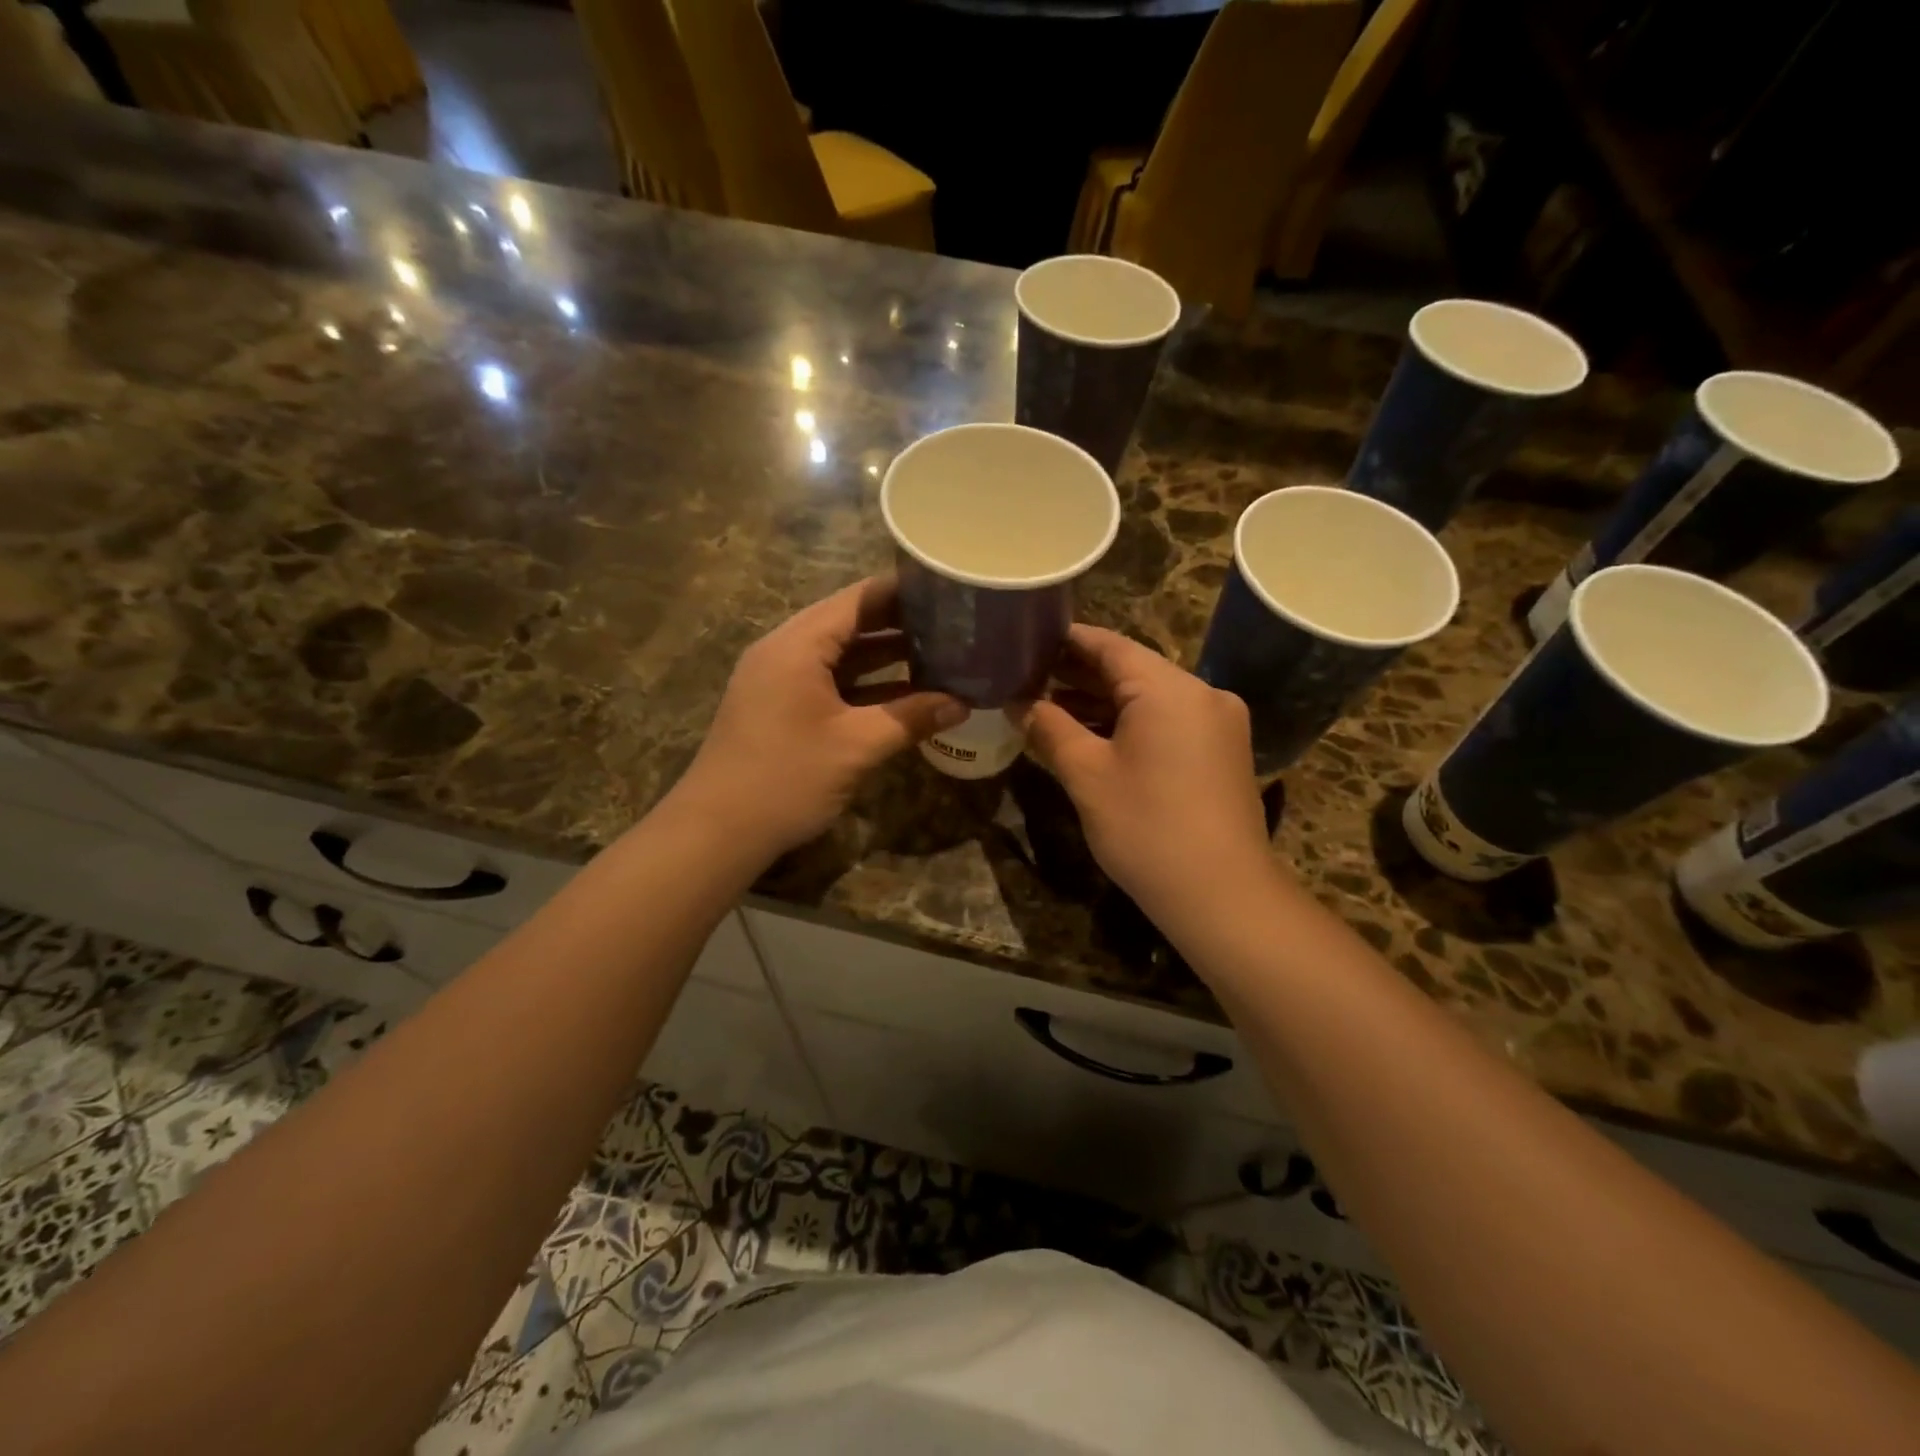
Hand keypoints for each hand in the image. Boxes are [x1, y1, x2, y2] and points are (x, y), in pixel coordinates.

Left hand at [672, 577, 966, 860]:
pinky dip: (865, 684)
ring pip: (841, 655)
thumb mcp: (856, 747)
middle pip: (850, 623)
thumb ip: (911, 718)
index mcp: (798, 645)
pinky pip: (829, 681)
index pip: (859, 599)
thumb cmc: (787, 779)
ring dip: (885, 657)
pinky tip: (904, 695)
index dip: (904, 591)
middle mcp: (785, 650)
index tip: (949, 590)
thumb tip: (962, 703)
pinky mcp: (780, 706)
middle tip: (954, 625)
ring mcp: (779, 679)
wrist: (717, 831)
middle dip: (901, 625)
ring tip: (940, 655)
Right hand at [1020, 626, 1274, 923]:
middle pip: (1131, 670)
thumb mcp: (1087, 775)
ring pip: (1149, 698)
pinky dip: (1129, 724)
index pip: (1110, 645)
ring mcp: (1217, 724)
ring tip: (1047, 705)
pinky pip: (1167, 723)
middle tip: (1026, 675)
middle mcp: (1201, 694)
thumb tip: (1017, 702)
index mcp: (1170, 688)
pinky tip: (1090, 735)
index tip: (1027, 639)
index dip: (1066, 640)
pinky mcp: (1221, 753)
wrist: (1222, 896)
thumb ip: (1049, 728)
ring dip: (1101, 702)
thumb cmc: (1146, 828)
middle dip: (1078, 674)